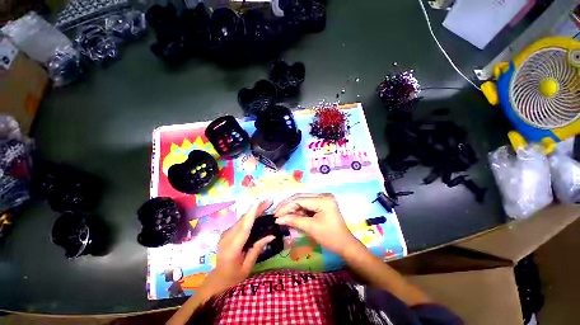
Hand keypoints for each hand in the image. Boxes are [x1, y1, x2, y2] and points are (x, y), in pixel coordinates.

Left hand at [203, 199, 274, 294]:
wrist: (217, 278)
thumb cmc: (233, 276)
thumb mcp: (247, 266)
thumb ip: (257, 249)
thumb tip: (271, 235)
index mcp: (232, 249)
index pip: (243, 228)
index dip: (251, 214)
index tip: (258, 202)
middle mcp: (227, 238)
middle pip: (243, 220)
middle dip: (256, 208)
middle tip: (269, 201)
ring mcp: (225, 234)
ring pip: (241, 219)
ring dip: (254, 210)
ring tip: (266, 204)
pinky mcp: (226, 232)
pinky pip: (240, 222)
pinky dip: (250, 216)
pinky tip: (258, 212)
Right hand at [273, 193, 356, 256]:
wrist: (345, 245)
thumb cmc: (331, 238)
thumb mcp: (311, 228)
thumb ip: (294, 221)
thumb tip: (278, 219)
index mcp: (323, 200)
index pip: (300, 200)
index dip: (286, 206)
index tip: (275, 214)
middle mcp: (323, 195)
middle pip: (300, 198)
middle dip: (287, 206)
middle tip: (276, 214)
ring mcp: (322, 198)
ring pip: (302, 200)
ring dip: (292, 208)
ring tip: (281, 215)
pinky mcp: (321, 203)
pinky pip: (306, 205)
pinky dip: (298, 210)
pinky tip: (290, 215)